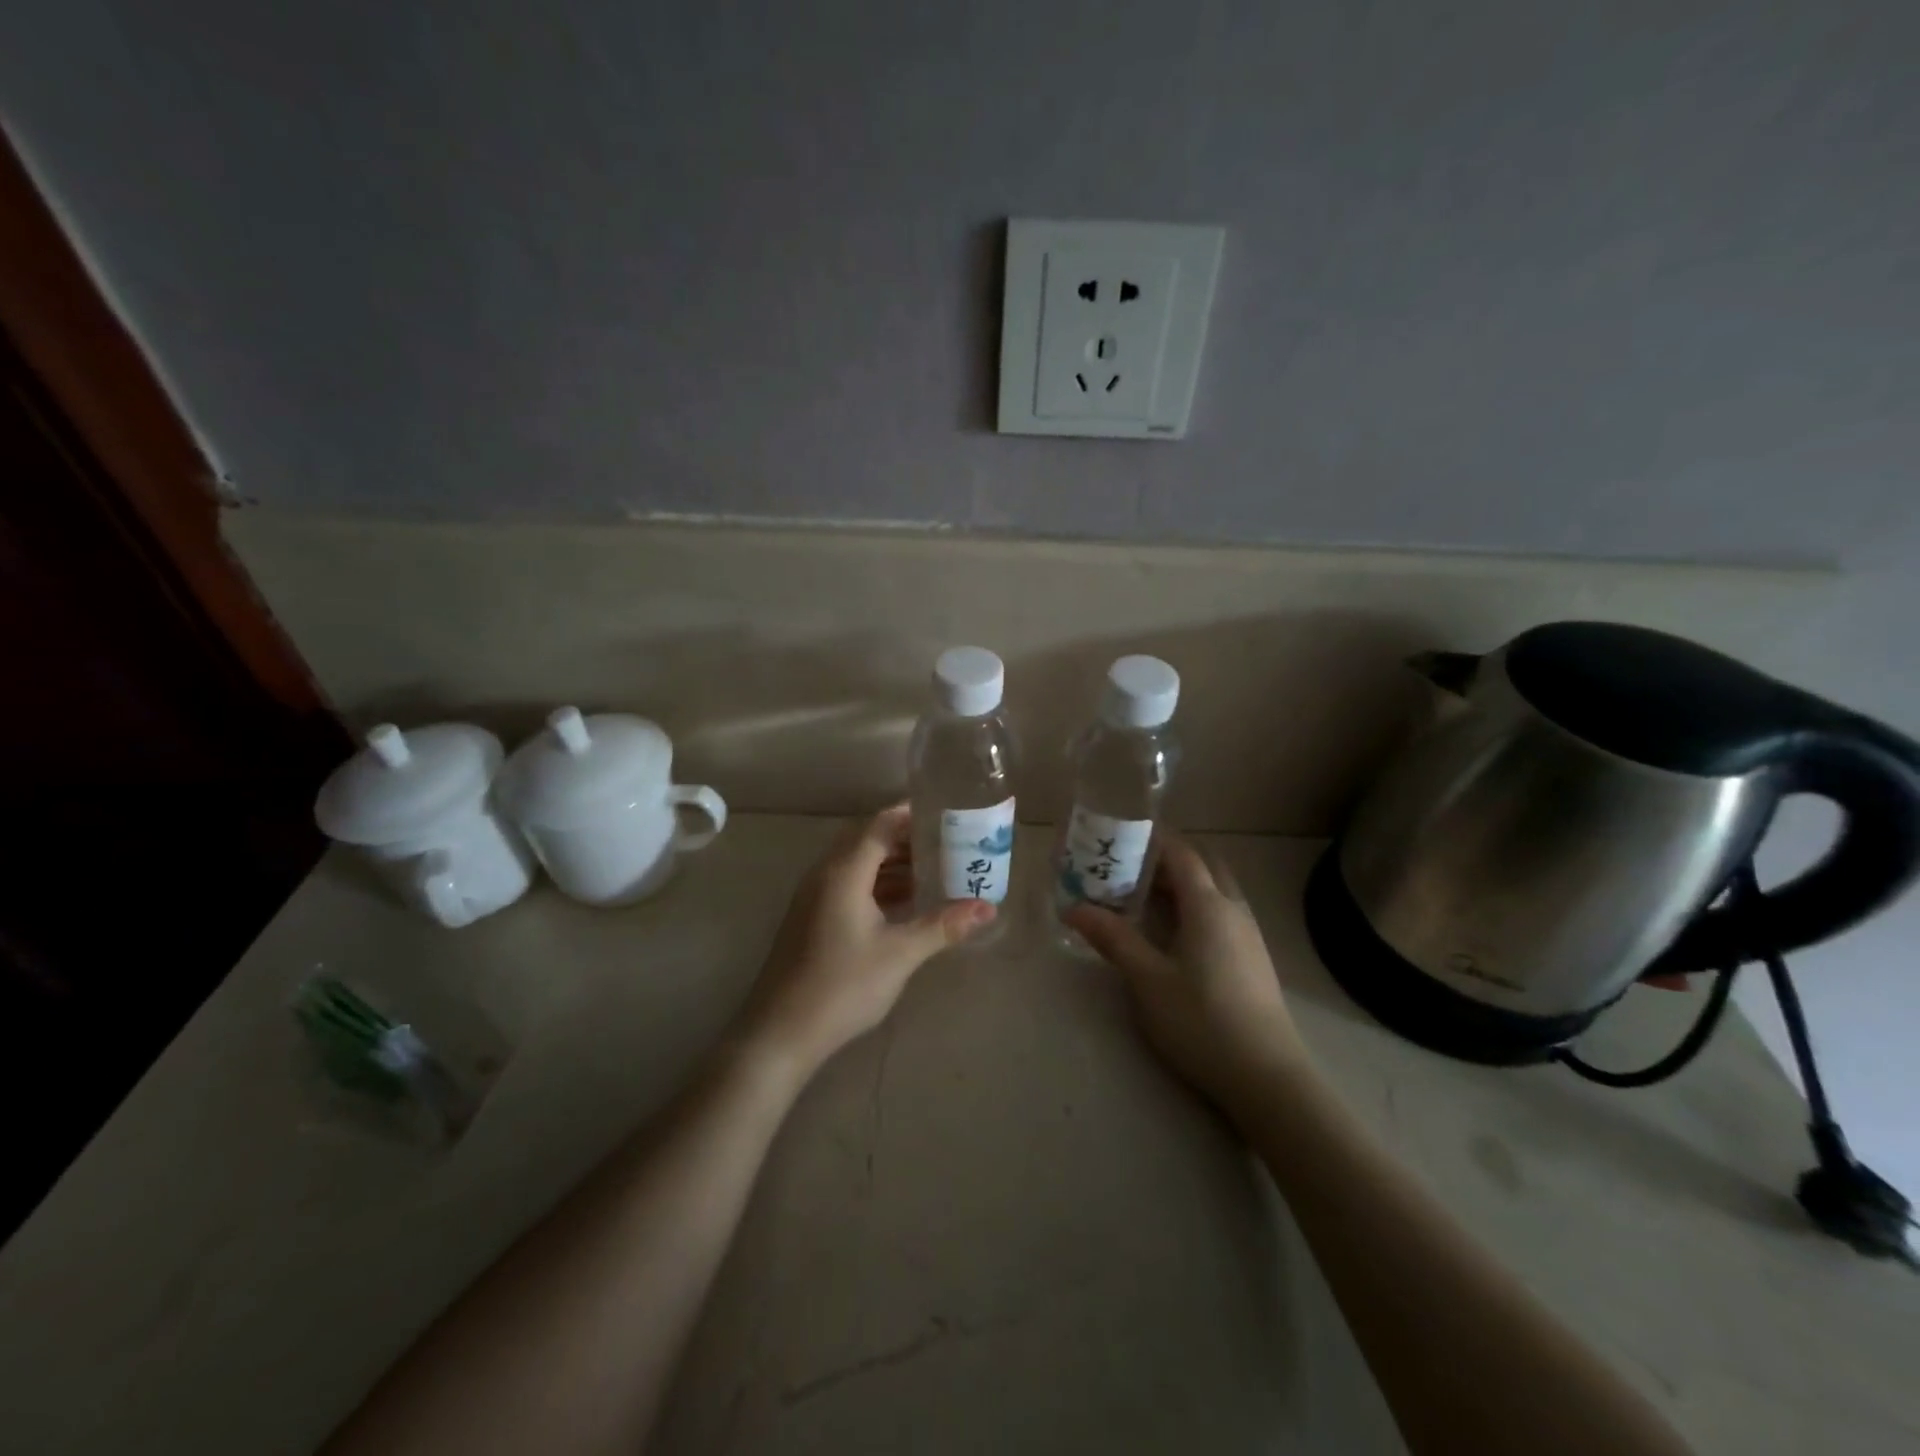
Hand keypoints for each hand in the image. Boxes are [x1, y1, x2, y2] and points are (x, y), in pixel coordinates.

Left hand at [736, 805, 994, 1076]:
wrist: (781, 1032)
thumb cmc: (843, 985)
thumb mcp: (900, 954)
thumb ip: (943, 925)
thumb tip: (988, 908)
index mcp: (844, 872)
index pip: (880, 825)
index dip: (911, 815)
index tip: (945, 814)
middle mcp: (825, 874)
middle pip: (868, 840)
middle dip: (906, 838)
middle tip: (946, 842)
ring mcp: (815, 897)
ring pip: (858, 864)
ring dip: (892, 863)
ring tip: (934, 869)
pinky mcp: (812, 918)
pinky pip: (849, 884)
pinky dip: (877, 884)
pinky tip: (904, 902)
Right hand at [1066, 834, 1308, 1115]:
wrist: (1266, 1077)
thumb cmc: (1201, 1021)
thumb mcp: (1147, 980)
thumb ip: (1112, 938)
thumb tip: (1073, 908)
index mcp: (1208, 905)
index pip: (1181, 853)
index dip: (1152, 840)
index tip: (1119, 837)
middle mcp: (1233, 909)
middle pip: (1203, 865)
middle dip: (1167, 859)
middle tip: (1128, 869)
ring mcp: (1248, 934)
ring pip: (1215, 890)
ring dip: (1183, 884)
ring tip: (1143, 898)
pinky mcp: (1253, 958)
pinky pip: (1222, 912)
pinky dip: (1196, 906)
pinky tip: (1173, 934)